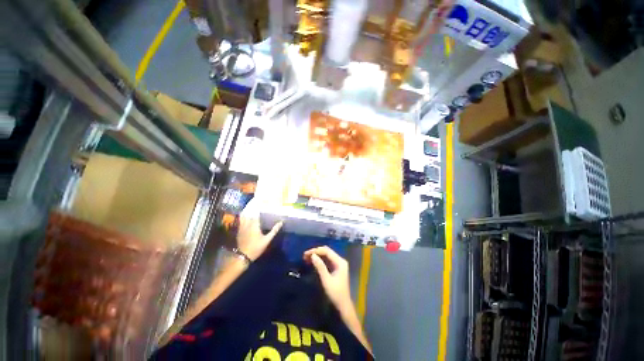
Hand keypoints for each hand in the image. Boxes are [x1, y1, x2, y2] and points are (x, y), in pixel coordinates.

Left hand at [237, 199, 282, 260]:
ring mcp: (242, 226)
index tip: (261, 199)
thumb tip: (281, 222)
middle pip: (248, 211)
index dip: (258, 205)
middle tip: (256, 199)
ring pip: (243, 215)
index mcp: (254, 225)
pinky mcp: (239, 230)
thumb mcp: (267, 240)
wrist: (243, 256)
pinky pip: (241, 219)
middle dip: (251, 205)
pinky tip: (246, 214)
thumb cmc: (256, 248)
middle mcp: (247, 223)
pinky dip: (243, 214)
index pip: (256, 212)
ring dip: (247, 209)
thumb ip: (274, 230)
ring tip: (251, 204)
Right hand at [304, 246, 351, 307]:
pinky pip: (326, 260)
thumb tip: (312, 255)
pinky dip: (319, 260)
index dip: (316, 250)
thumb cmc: (335, 294)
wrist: (343, 306)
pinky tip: (312, 261)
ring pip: (326, 255)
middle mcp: (340, 260)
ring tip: (306, 258)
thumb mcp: (326, 280)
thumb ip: (320, 267)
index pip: (327, 251)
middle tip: (305, 255)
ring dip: (317, 255)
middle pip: (327, 251)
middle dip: (316, 252)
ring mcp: (338, 264)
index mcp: (340, 262)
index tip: (306, 253)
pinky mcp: (335, 268)